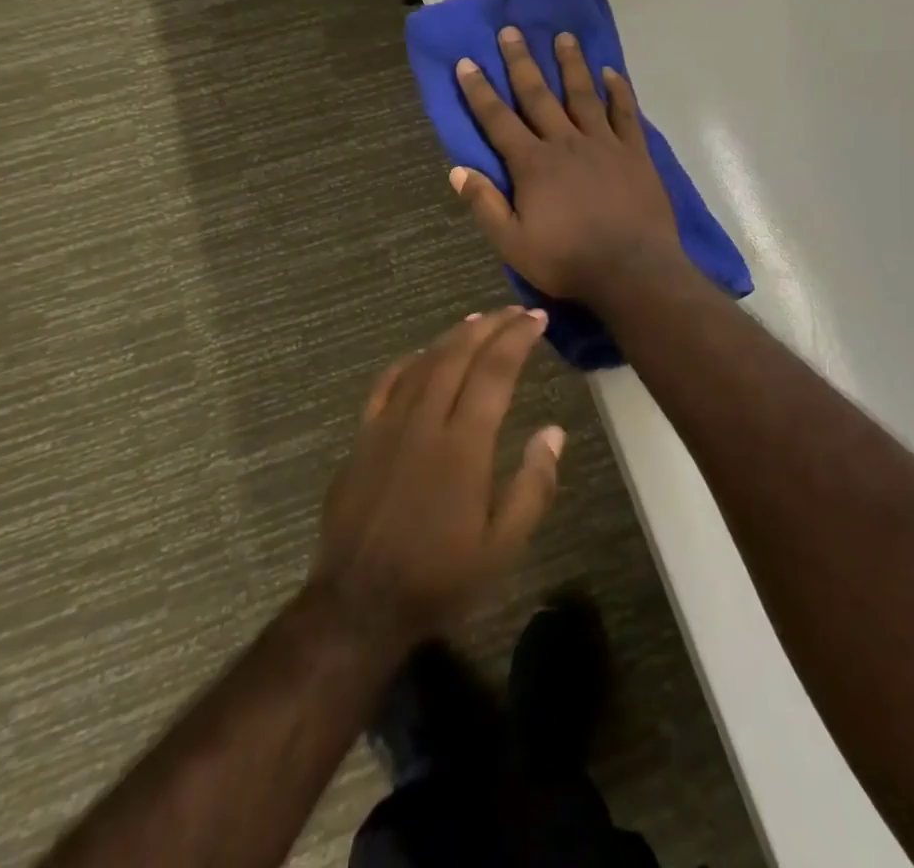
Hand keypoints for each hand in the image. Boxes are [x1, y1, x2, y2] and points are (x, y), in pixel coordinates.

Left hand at [310, 309, 564, 646]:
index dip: (517, 339)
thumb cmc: (439, 577)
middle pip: (459, 355)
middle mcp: (425, 421)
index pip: (494, 372)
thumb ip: (533, 486)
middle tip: (515, 311)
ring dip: (454, 335)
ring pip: (425, 361)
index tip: (537, 319)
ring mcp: (388, 425)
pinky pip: (387, 383)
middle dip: (490, 326)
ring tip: (479, 320)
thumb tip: (554, 431)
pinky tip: (423, 353)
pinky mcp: (363, 436)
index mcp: (463, 445)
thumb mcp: (502, 547)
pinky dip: (410, 360)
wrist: (359, 603)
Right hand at [451, 26, 682, 301]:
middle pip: (538, 95)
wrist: (632, 269)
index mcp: (533, 164)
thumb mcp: (512, 243)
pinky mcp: (635, 152)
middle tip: (511, 31)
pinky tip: (612, 73)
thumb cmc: (567, 260)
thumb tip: (457, 170)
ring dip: (571, 64)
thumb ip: (485, 205)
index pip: (498, 119)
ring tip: (563, 36)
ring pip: (583, 94)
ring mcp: (603, 143)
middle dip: (521, 62)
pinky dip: (619, 91)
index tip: (467, 62)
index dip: (480, 91)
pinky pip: (625, 114)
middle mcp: (565, 142)